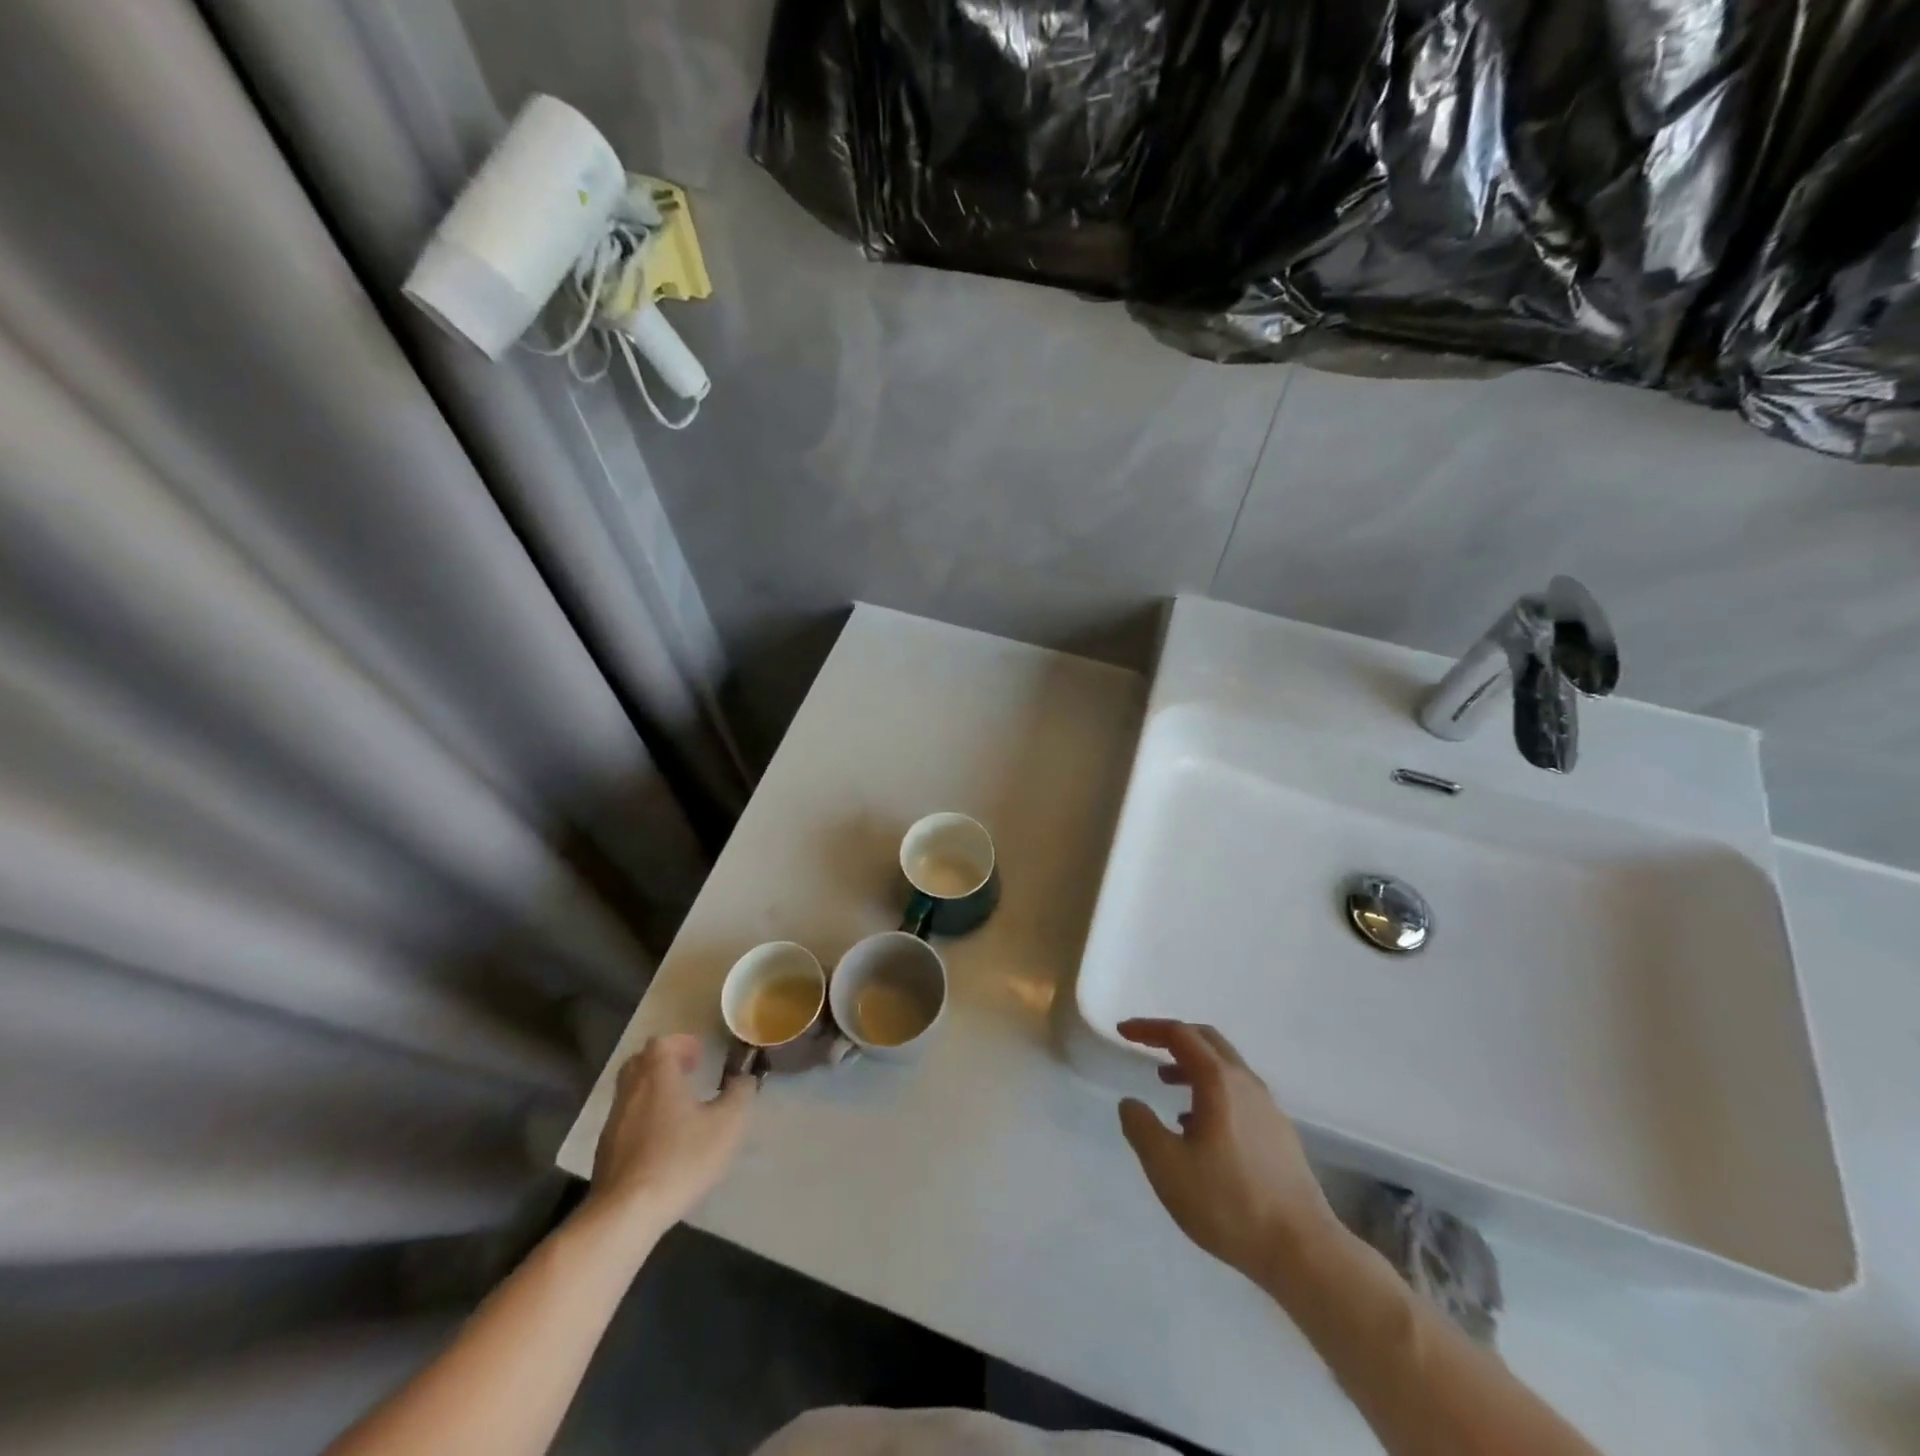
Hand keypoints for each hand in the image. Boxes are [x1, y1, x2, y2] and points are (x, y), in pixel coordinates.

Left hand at [585, 1034, 755, 1236]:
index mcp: (658, 1075)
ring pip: (632, 1091)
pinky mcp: (606, 1151)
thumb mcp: (727, 1124)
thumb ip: (740, 1094)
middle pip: (641, 1062)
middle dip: (664, 1063)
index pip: (662, 1043)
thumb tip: (745, 1078)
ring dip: (653, 1091)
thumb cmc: (680, 1158)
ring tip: (678, 1109)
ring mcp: (614, 1121)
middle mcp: (631, 1090)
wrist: (626, 1212)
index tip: (700, 1056)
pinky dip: (643, 1118)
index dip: (682, 1044)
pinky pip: (626, 1119)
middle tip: (687, 1074)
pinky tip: (661, 1140)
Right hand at [1116, 1019, 1341, 1281]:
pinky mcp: (1279, 1133)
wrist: (1303, 1251)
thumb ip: (1141, 1127)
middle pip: (1206, 1040)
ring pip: (1224, 1067)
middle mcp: (1246, 1083)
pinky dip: (1211, 1089)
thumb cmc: (1228, 1203)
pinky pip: (1238, 1092)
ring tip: (1165, 1083)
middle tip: (1144, 1045)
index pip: (1179, 1034)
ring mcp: (1268, 1107)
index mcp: (1218, 1081)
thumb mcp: (1167, 1167)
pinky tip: (1198, 1126)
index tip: (1123, 1032)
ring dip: (1191, 1064)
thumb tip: (1131, 1103)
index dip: (1148, 1028)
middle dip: (1172, 1036)